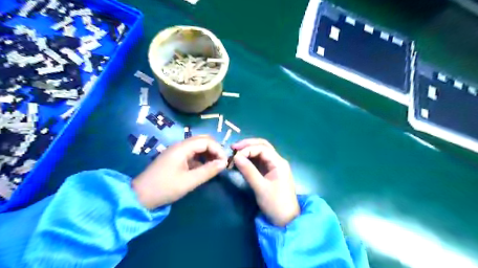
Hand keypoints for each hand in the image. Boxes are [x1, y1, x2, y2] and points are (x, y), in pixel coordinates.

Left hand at [130, 136, 226, 208]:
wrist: (140, 196)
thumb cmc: (165, 188)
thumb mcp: (189, 181)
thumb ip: (208, 171)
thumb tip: (224, 163)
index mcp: (182, 148)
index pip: (206, 141)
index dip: (218, 149)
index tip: (224, 163)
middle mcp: (180, 145)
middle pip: (202, 140)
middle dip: (214, 149)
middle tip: (221, 162)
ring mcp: (177, 151)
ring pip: (198, 146)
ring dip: (208, 153)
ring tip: (215, 165)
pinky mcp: (175, 158)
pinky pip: (192, 153)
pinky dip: (201, 158)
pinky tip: (204, 168)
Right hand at [231, 139, 296, 225]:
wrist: (286, 220)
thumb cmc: (275, 204)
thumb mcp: (260, 187)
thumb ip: (248, 171)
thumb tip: (236, 157)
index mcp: (279, 163)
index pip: (262, 148)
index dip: (248, 149)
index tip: (235, 156)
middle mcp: (277, 161)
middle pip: (263, 146)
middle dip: (248, 145)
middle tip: (233, 148)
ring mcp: (274, 166)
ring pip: (261, 152)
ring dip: (248, 151)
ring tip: (235, 153)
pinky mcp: (270, 172)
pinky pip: (259, 161)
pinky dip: (250, 159)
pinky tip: (241, 161)